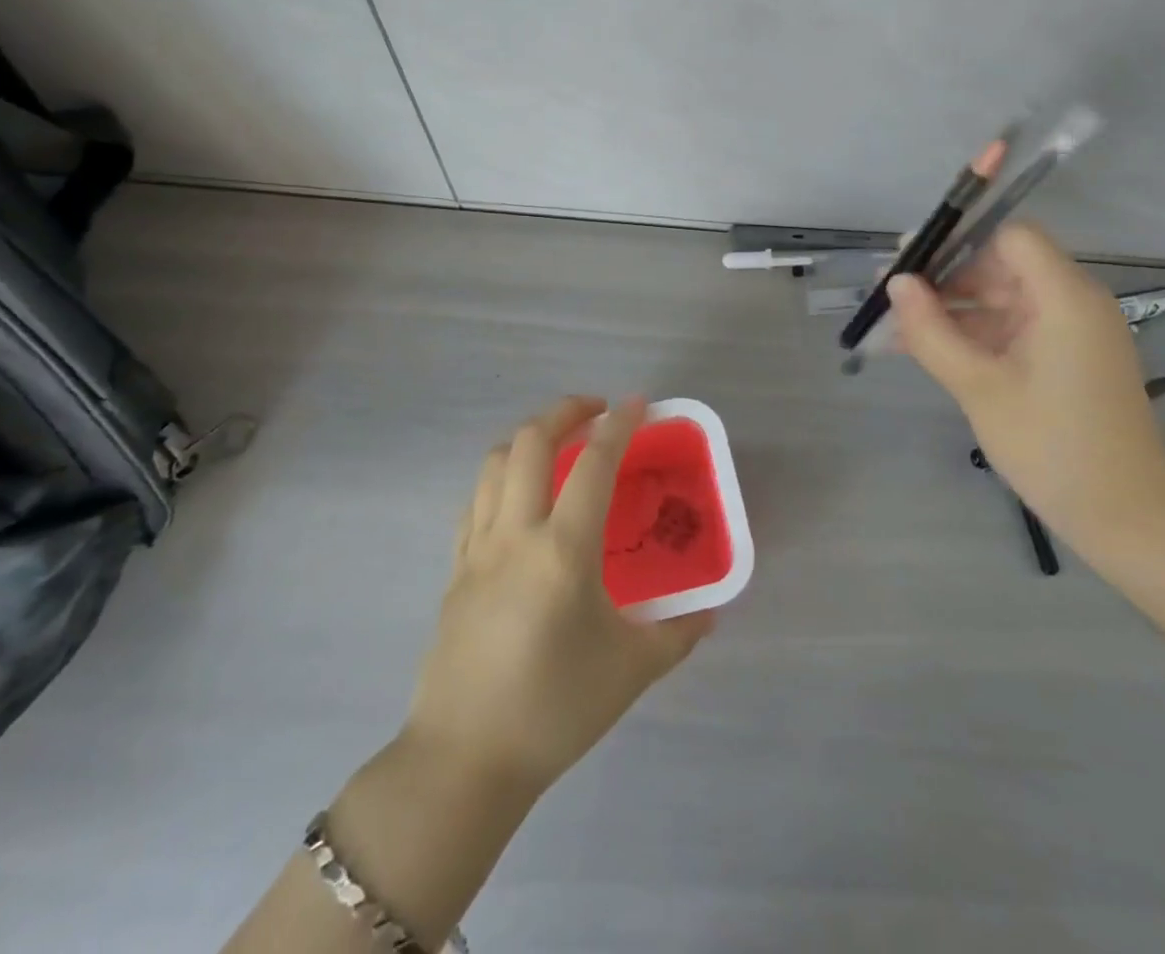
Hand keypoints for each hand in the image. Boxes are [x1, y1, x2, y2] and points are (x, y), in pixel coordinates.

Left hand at [404, 396, 713, 798]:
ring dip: (528, 437)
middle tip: (596, 411)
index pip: (594, 464)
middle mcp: (516, 533)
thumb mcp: (631, 670)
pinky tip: (519, 496)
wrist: (465, 760)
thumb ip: (678, 633)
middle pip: (531, 442)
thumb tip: (710, 612)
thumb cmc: (554, 709)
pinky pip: (476, 500)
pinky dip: (500, 477)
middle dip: (565, 410)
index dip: (619, 425)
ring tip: (557, 443)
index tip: (638, 404)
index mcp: (562, 549)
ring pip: (495, 462)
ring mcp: (477, 548)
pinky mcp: (455, 568)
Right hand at [887, 223, 1164, 540]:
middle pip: (1002, 267)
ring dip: (952, 310)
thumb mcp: (978, 387)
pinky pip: (1013, 330)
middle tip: (890, 297)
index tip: (911, 262)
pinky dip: (974, 335)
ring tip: (896, 327)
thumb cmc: (1050, 445)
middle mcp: (1074, 303)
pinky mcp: (1066, 358)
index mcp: (1064, 297)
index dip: (959, 242)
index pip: (1010, 238)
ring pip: (1002, 300)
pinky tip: (927, 349)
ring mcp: (1072, 332)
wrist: (1124, 517)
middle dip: (945, 279)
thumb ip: (931, 330)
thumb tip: (895, 283)